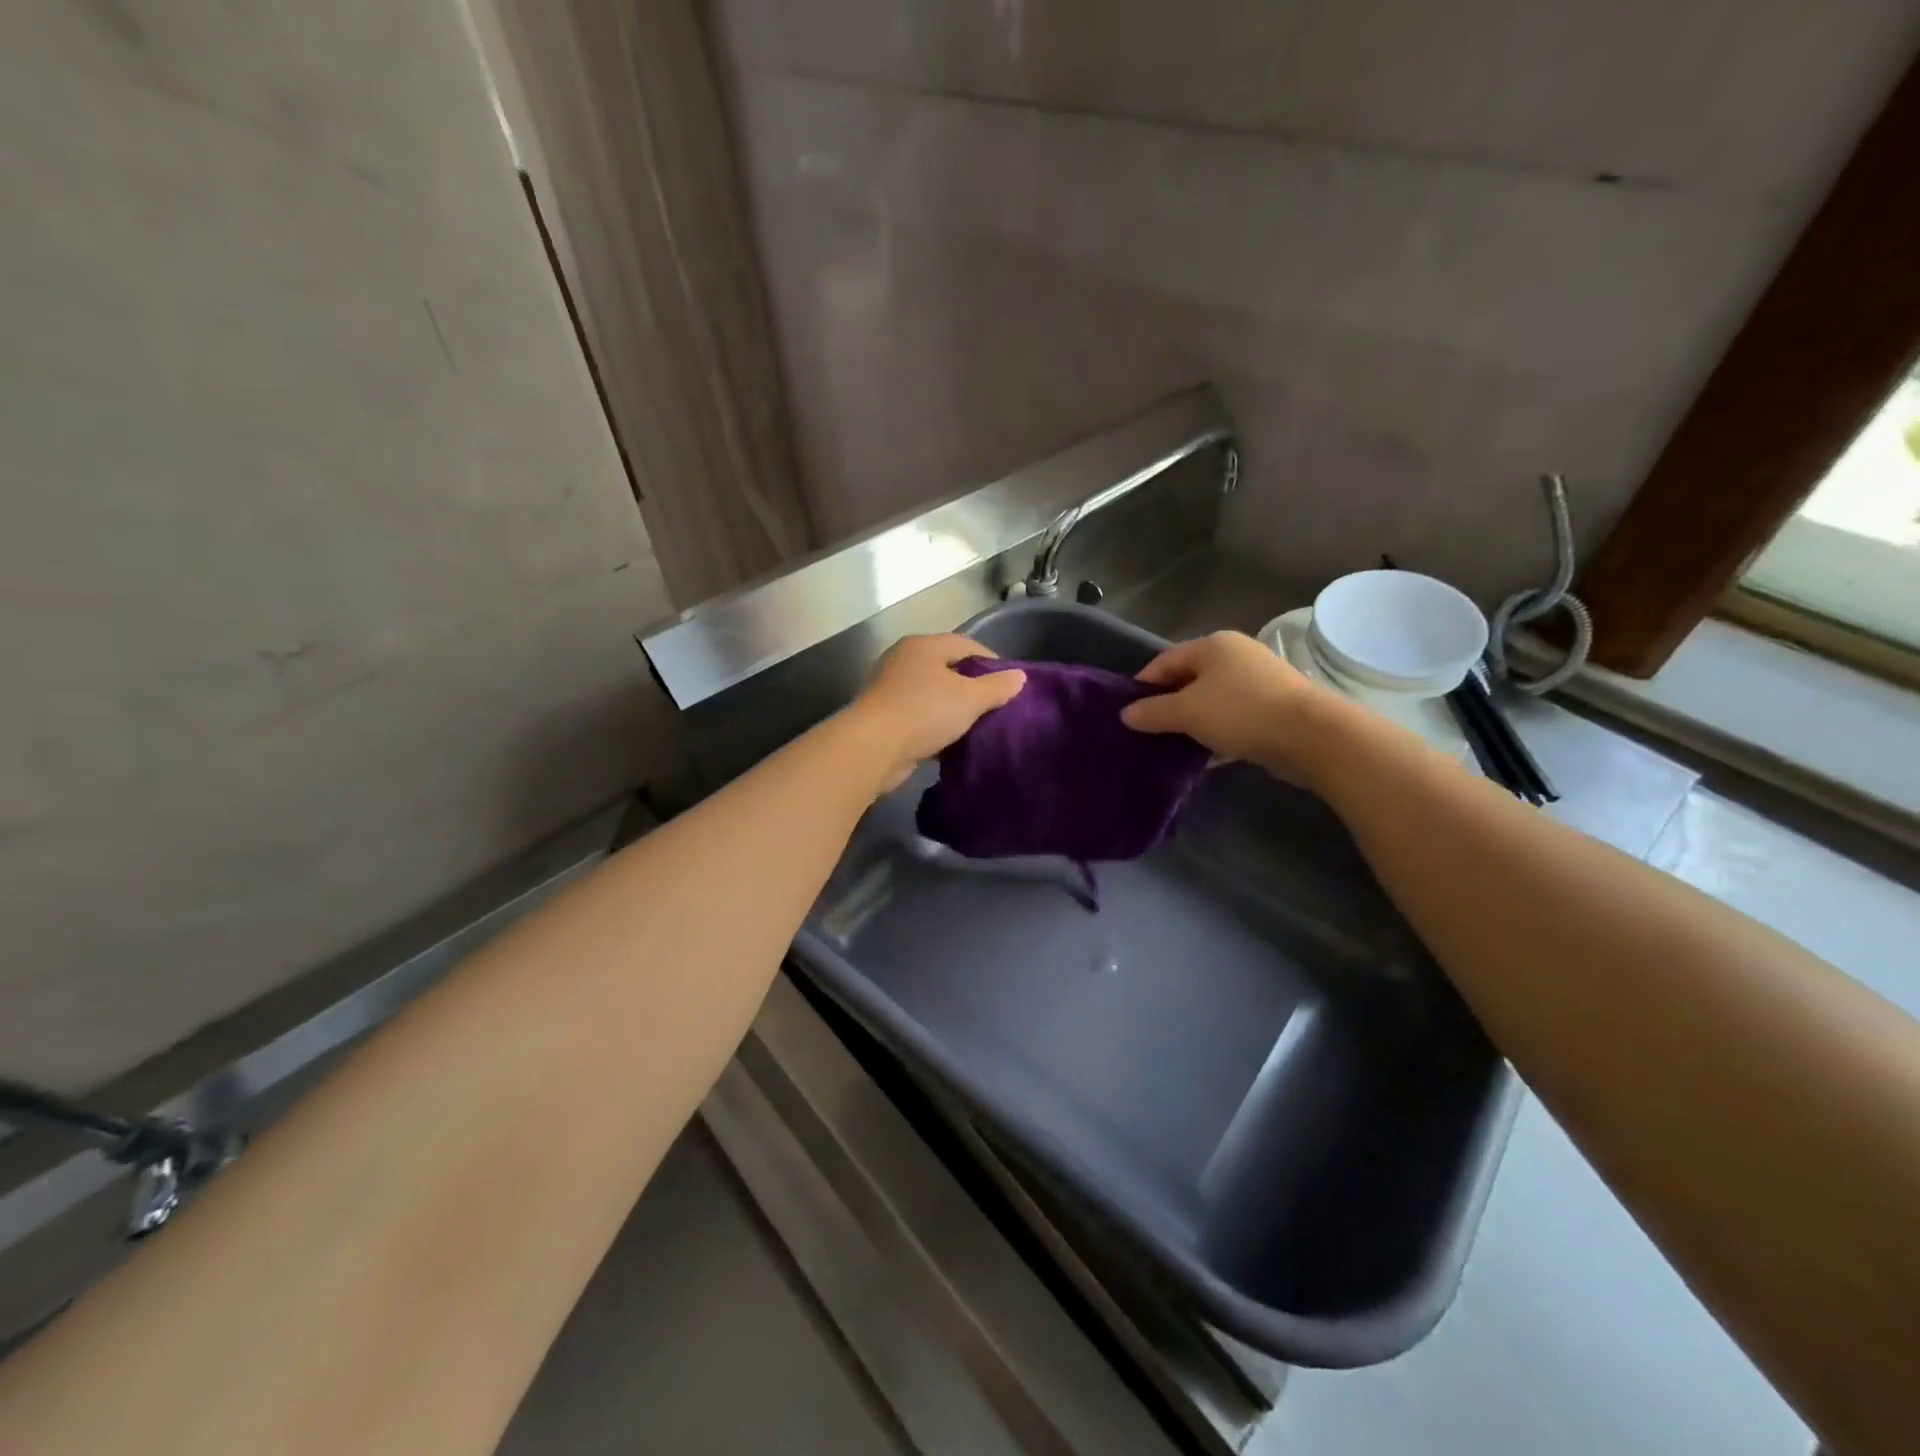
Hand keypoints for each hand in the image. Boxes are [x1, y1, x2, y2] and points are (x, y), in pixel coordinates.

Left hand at [848, 634, 1026, 790]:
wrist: (872, 748)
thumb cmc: (924, 713)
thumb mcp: (969, 699)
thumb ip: (997, 687)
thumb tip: (1019, 677)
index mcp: (923, 646)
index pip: (965, 644)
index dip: (991, 660)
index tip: (1009, 682)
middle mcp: (903, 660)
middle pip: (946, 667)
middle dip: (971, 685)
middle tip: (994, 705)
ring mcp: (889, 687)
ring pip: (931, 693)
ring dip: (951, 707)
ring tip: (975, 724)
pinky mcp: (882, 715)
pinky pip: (917, 715)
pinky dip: (934, 724)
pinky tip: (949, 740)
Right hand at [1120, 631, 1341, 781]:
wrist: (1310, 735)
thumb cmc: (1240, 712)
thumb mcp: (1187, 712)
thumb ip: (1152, 712)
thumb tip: (1125, 714)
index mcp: (1212, 645)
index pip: (1164, 661)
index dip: (1143, 685)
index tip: (1128, 712)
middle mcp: (1236, 655)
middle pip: (1189, 679)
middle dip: (1168, 704)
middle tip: (1149, 731)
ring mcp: (1259, 680)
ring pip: (1212, 700)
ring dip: (1193, 721)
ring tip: (1174, 745)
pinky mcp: (1275, 706)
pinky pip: (1234, 717)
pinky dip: (1218, 732)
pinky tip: (1207, 755)